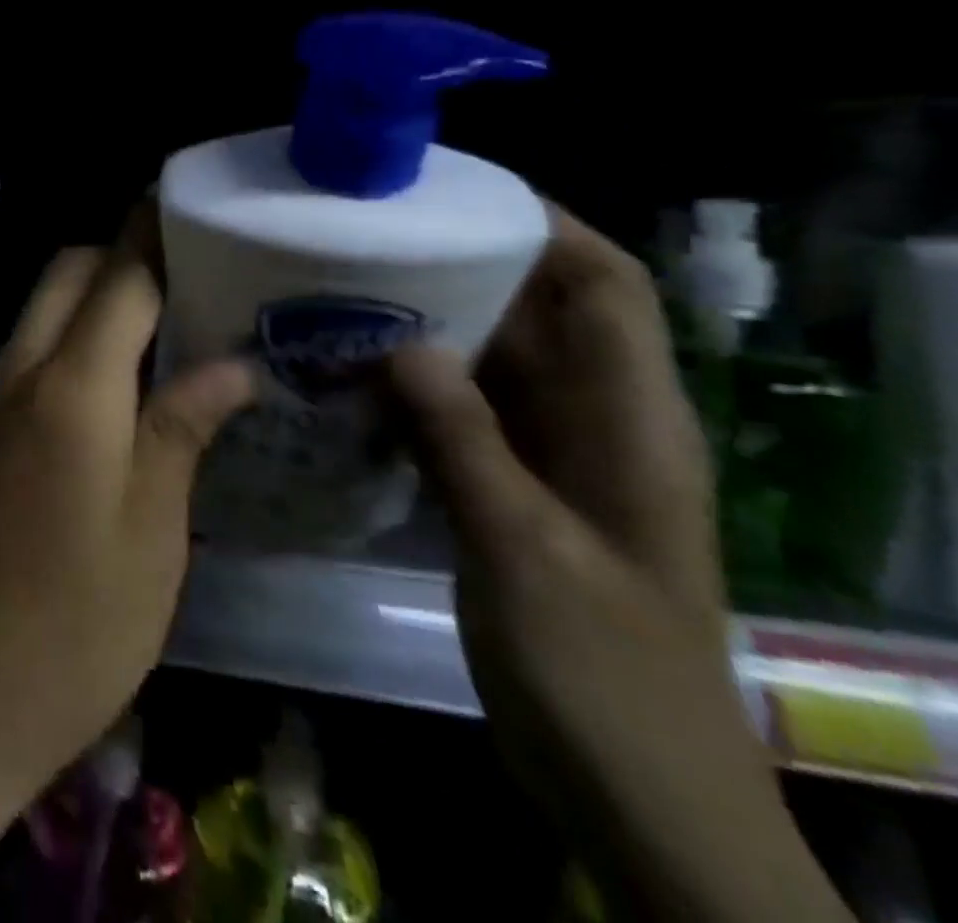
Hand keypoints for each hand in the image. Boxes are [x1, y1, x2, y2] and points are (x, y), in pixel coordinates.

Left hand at [0, 207, 253, 922]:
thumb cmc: (74, 623)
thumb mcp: (153, 531)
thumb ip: (183, 427)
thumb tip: (231, 364)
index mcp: (73, 387)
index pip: (120, 276)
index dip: (156, 234)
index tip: (193, 207)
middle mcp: (20, 372)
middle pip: (69, 274)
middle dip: (122, 254)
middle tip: (191, 273)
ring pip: (43, 309)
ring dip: (96, 296)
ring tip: (165, 319)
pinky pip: (29, 353)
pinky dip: (72, 339)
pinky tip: (117, 379)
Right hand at [386, 206, 851, 922]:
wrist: (630, 788)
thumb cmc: (601, 671)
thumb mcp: (526, 551)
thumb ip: (464, 442)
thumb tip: (402, 343)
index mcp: (632, 422)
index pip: (606, 287)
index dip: (548, 227)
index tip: (459, 193)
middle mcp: (596, 420)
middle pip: (540, 312)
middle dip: (467, 265)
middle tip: (377, 236)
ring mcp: (552, 454)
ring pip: (494, 360)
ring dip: (432, 325)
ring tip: (350, 290)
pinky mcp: (512, 484)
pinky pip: (463, 410)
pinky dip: (416, 385)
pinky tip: (354, 374)